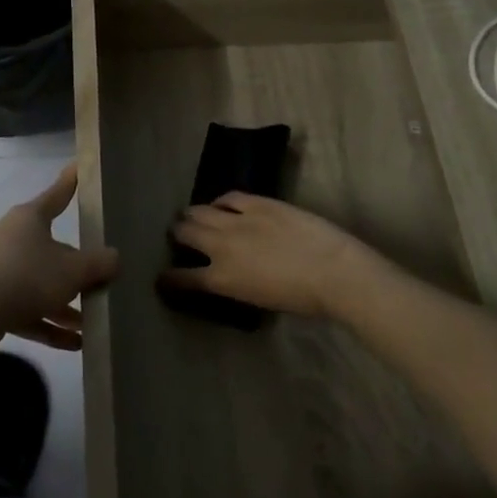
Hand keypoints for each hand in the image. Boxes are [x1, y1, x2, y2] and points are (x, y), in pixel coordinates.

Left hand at [0, 165, 119, 350]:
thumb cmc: (26, 277)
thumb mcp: (73, 270)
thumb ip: (98, 264)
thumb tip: (114, 258)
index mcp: (29, 219)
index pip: (56, 195)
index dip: (70, 183)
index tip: (78, 167)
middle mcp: (10, 238)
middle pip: (50, 248)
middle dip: (75, 268)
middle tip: (99, 279)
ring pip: (38, 283)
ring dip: (64, 304)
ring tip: (90, 323)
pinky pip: (25, 308)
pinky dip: (47, 323)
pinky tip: (73, 344)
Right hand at [162, 193, 382, 318]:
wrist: (333, 271)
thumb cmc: (301, 299)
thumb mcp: (257, 301)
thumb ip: (234, 286)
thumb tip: (225, 276)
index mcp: (221, 279)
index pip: (182, 278)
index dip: (168, 278)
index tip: (163, 278)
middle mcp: (221, 246)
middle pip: (185, 233)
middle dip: (177, 234)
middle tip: (178, 234)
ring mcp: (238, 220)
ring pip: (200, 210)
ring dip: (192, 214)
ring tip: (192, 215)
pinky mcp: (258, 202)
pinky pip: (229, 196)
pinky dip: (221, 201)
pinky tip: (222, 204)